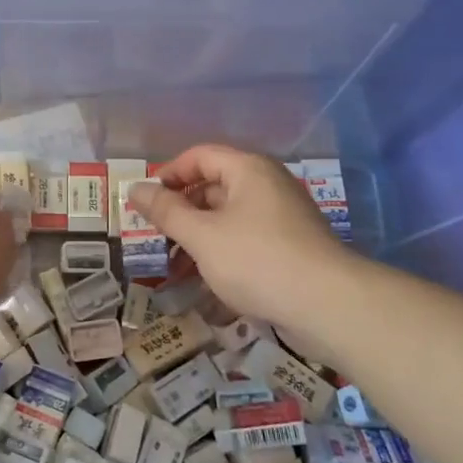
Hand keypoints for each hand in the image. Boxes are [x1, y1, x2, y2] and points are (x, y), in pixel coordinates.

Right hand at [128, 145, 343, 327]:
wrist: (328, 305)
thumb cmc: (257, 260)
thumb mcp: (201, 235)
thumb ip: (165, 211)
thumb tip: (134, 188)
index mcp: (248, 170)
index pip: (199, 156)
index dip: (168, 174)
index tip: (145, 202)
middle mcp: (267, 185)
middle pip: (213, 186)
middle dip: (181, 210)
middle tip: (155, 236)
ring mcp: (282, 216)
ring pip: (228, 217)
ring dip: (198, 236)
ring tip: (174, 266)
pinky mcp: (290, 246)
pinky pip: (246, 239)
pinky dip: (222, 252)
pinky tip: (206, 280)